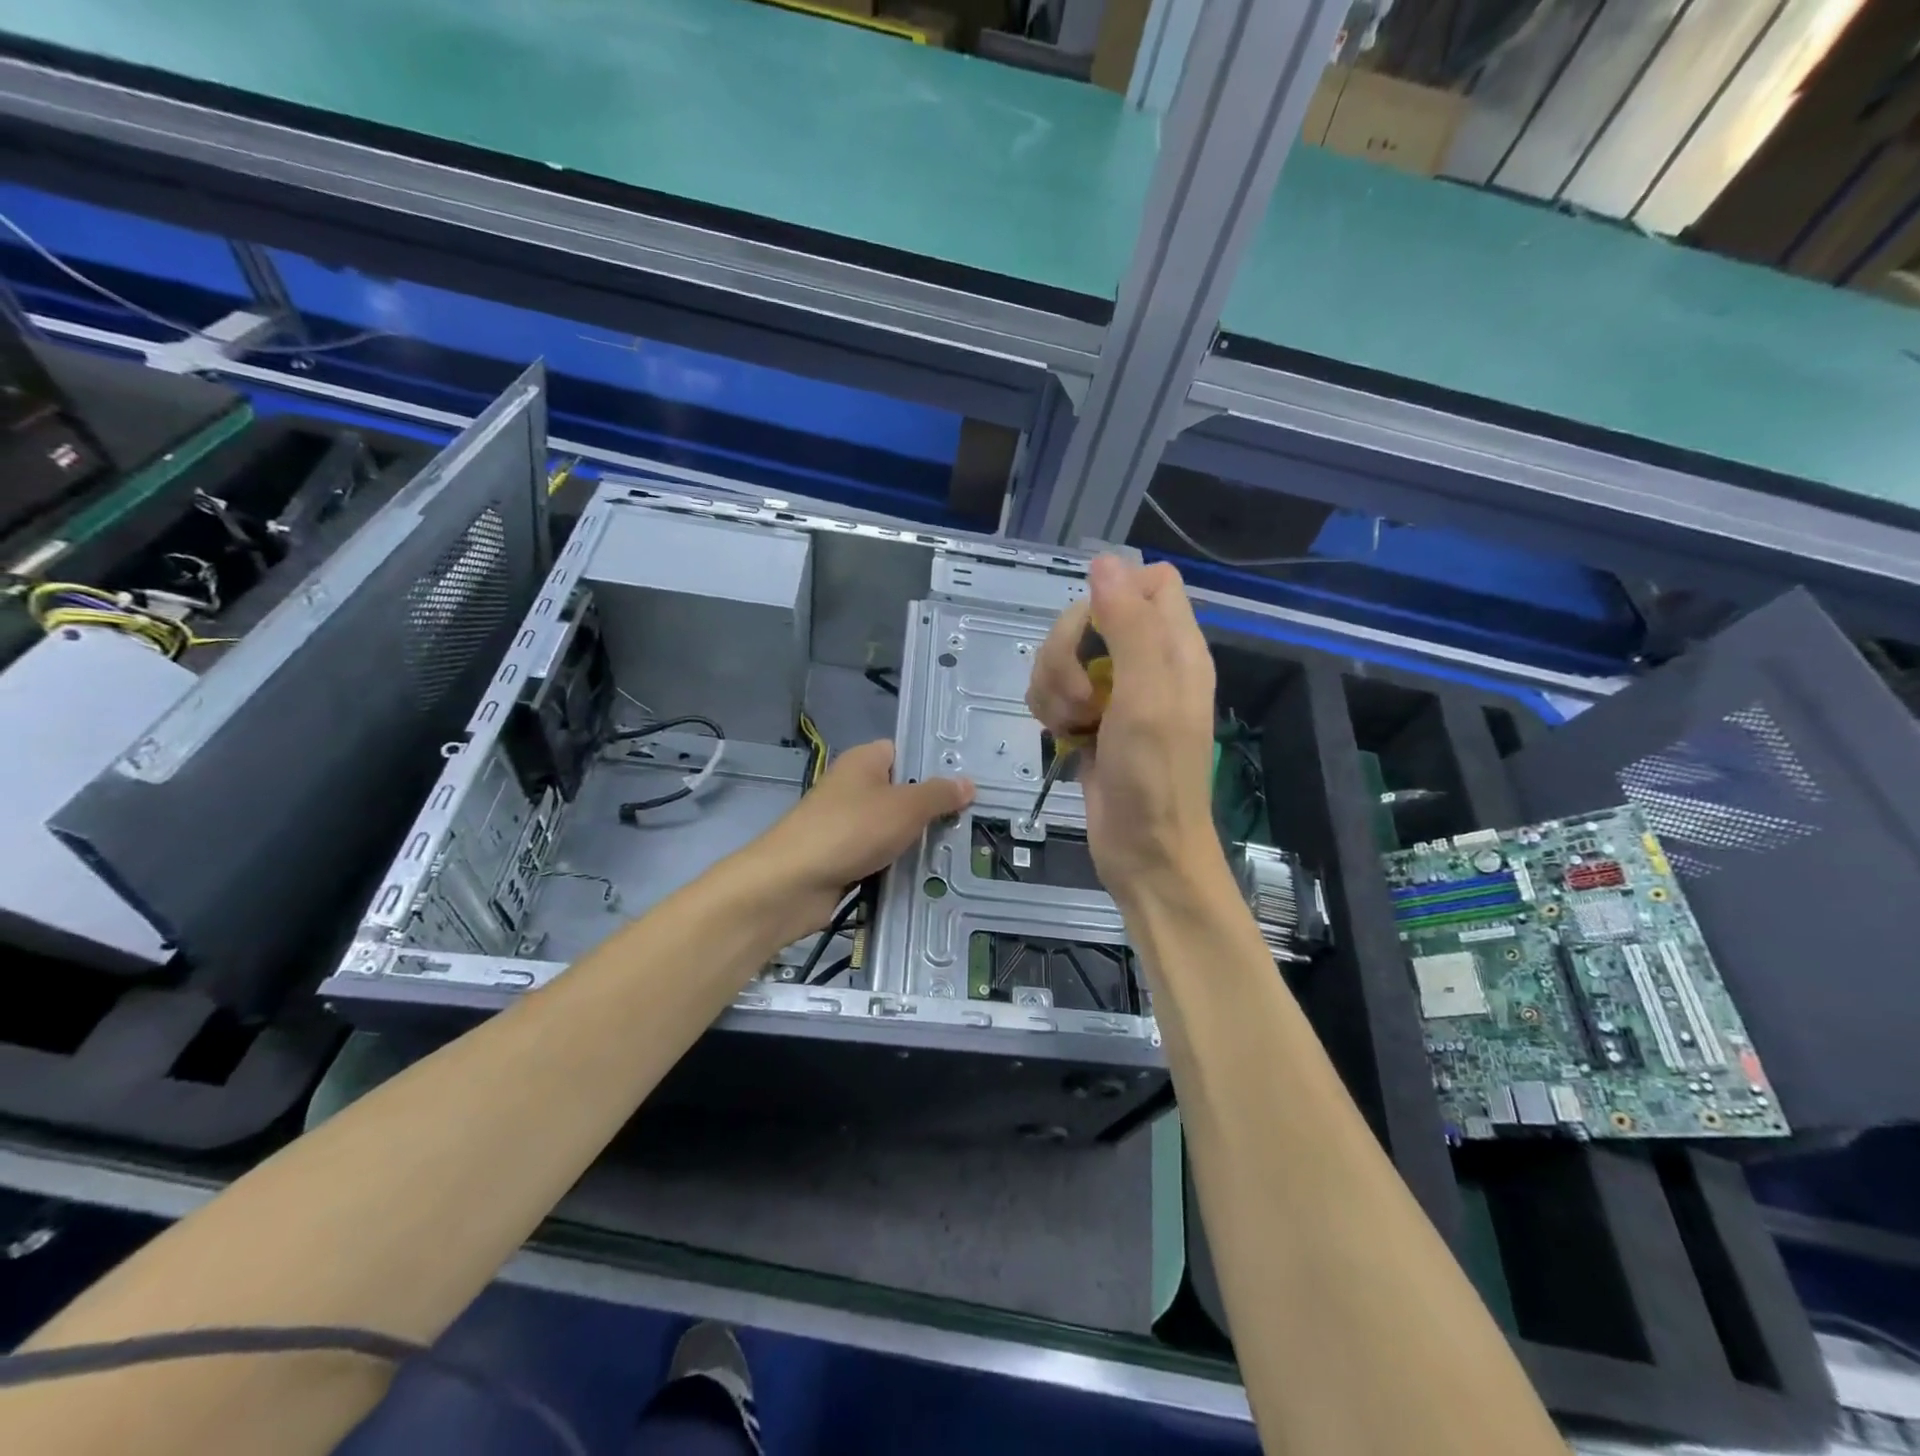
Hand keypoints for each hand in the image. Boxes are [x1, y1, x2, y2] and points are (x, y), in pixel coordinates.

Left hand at [750, 739, 972, 932]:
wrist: (793, 883)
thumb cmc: (851, 830)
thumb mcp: (905, 807)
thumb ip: (939, 794)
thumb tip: (967, 783)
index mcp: (864, 761)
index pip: (905, 752)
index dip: (933, 766)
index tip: (967, 784)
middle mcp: (853, 787)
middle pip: (902, 793)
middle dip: (932, 810)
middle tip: (971, 822)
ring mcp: (846, 824)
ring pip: (892, 829)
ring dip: (916, 842)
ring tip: (958, 851)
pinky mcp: (842, 858)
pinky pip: (880, 856)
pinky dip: (898, 865)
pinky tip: (928, 877)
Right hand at [1027, 557, 1219, 903]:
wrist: (1143, 853)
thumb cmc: (1154, 779)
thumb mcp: (1146, 697)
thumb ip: (1128, 626)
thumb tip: (1105, 561)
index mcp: (1176, 648)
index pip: (1151, 581)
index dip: (1116, 594)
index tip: (1095, 632)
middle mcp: (1147, 662)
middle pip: (1090, 615)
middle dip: (1068, 652)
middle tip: (1080, 698)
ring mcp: (1114, 692)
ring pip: (1062, 653)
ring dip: (1052, 685)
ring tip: (1072, 724)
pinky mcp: (1087, 719)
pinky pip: (1051, 689)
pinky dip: (1048, 709)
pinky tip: (1062, 736)